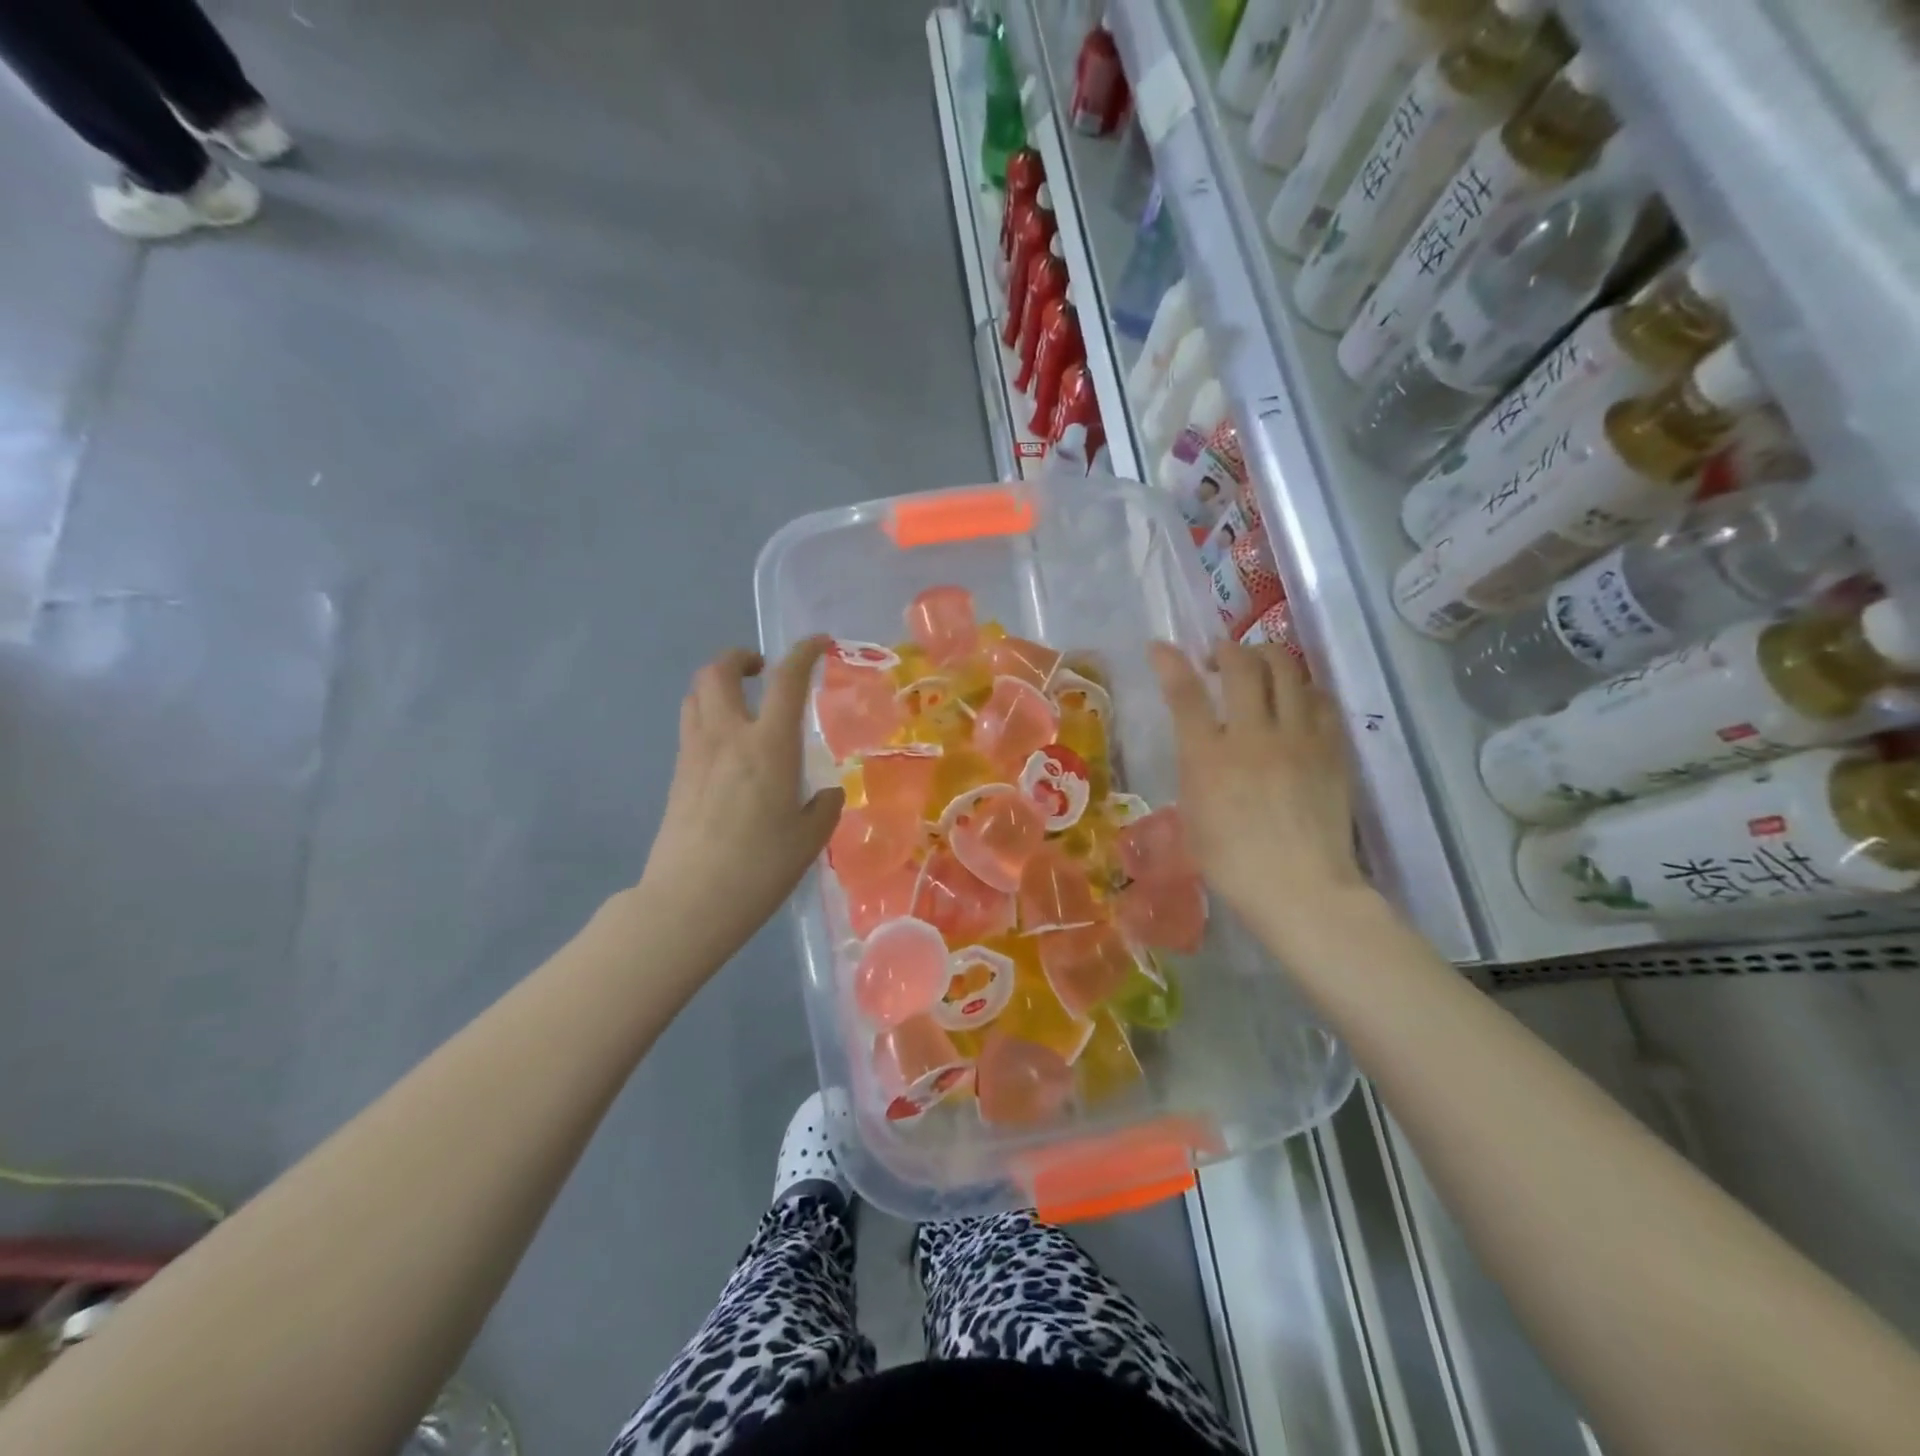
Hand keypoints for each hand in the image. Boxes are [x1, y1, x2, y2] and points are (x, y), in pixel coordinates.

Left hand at [638, 638, 843, 965]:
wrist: (689, 902)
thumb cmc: (760, 868)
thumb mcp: (809, 839)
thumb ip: (824, 806)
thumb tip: (826, 793)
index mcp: (769, 746)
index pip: (785, 680)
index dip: (803, 652)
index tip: (818, 643)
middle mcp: (727, 737)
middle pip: (718, 671)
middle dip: (740, 657)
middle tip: (762, 670)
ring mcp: (695, 754)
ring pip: (696, 694)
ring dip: (718, 685)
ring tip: (741, 703)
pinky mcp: (677, 775)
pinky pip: (690, 726)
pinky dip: (708, 716)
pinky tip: (728, 748)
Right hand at [1149, 641, 1368, 949]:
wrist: (1302, 889)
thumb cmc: (1232, 863)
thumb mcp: (1193, 813)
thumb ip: (1195, 767)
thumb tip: (1201, 740)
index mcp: (1208, 758)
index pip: (1185, 694)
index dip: (1170, 663)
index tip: (1160, 647)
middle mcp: (1253, 736)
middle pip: (1242, 665)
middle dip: (1226, 650)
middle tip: (1218, 659)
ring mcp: (1299, 738)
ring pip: (1287, 669)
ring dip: (1266, 658)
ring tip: (1258, 670)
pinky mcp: (1332, 748)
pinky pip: (1320, 698)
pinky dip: (1302, 688)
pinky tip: (1296, 701)